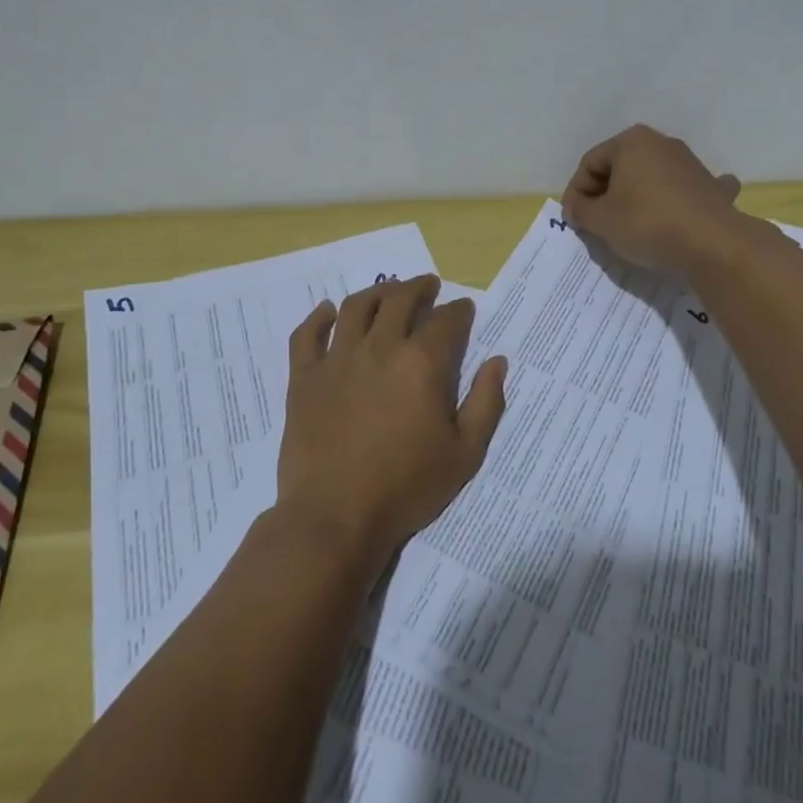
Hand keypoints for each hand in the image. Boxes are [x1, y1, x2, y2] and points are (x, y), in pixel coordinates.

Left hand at [277, 275, 507, 569]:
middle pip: (400, 300)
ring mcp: (337, 359)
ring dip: (376, 292)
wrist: (335, 516)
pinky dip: (317, 317)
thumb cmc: (407, 488)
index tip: (464, 309)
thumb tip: (497, 361)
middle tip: (428, 285)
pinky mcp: (304, 377)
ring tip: (387, 292)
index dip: (458, 311)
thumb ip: (486, 403)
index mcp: (422, 363)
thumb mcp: (465, 454)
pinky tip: (327, 311)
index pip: (446, 320)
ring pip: (356, 307)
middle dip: (418, 287)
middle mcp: (380, 348)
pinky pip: (307, 335)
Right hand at [561, 123, 742, 271]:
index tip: (573, 220)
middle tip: (595, 224)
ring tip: (627, 227)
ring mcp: (689, 162)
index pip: (589, 163)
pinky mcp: (710, 185)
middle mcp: (661, 143)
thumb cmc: (647, 223)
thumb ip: (581, 210)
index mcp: (630, 142)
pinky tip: (677, 213)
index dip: (575, 192)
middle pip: (620, 168)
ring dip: (635, 198)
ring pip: (650, 178)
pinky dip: (675, 200)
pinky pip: (684, 190)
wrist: (712, 243)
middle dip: (604, 194)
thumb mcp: (601, 220)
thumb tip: (577, 207)